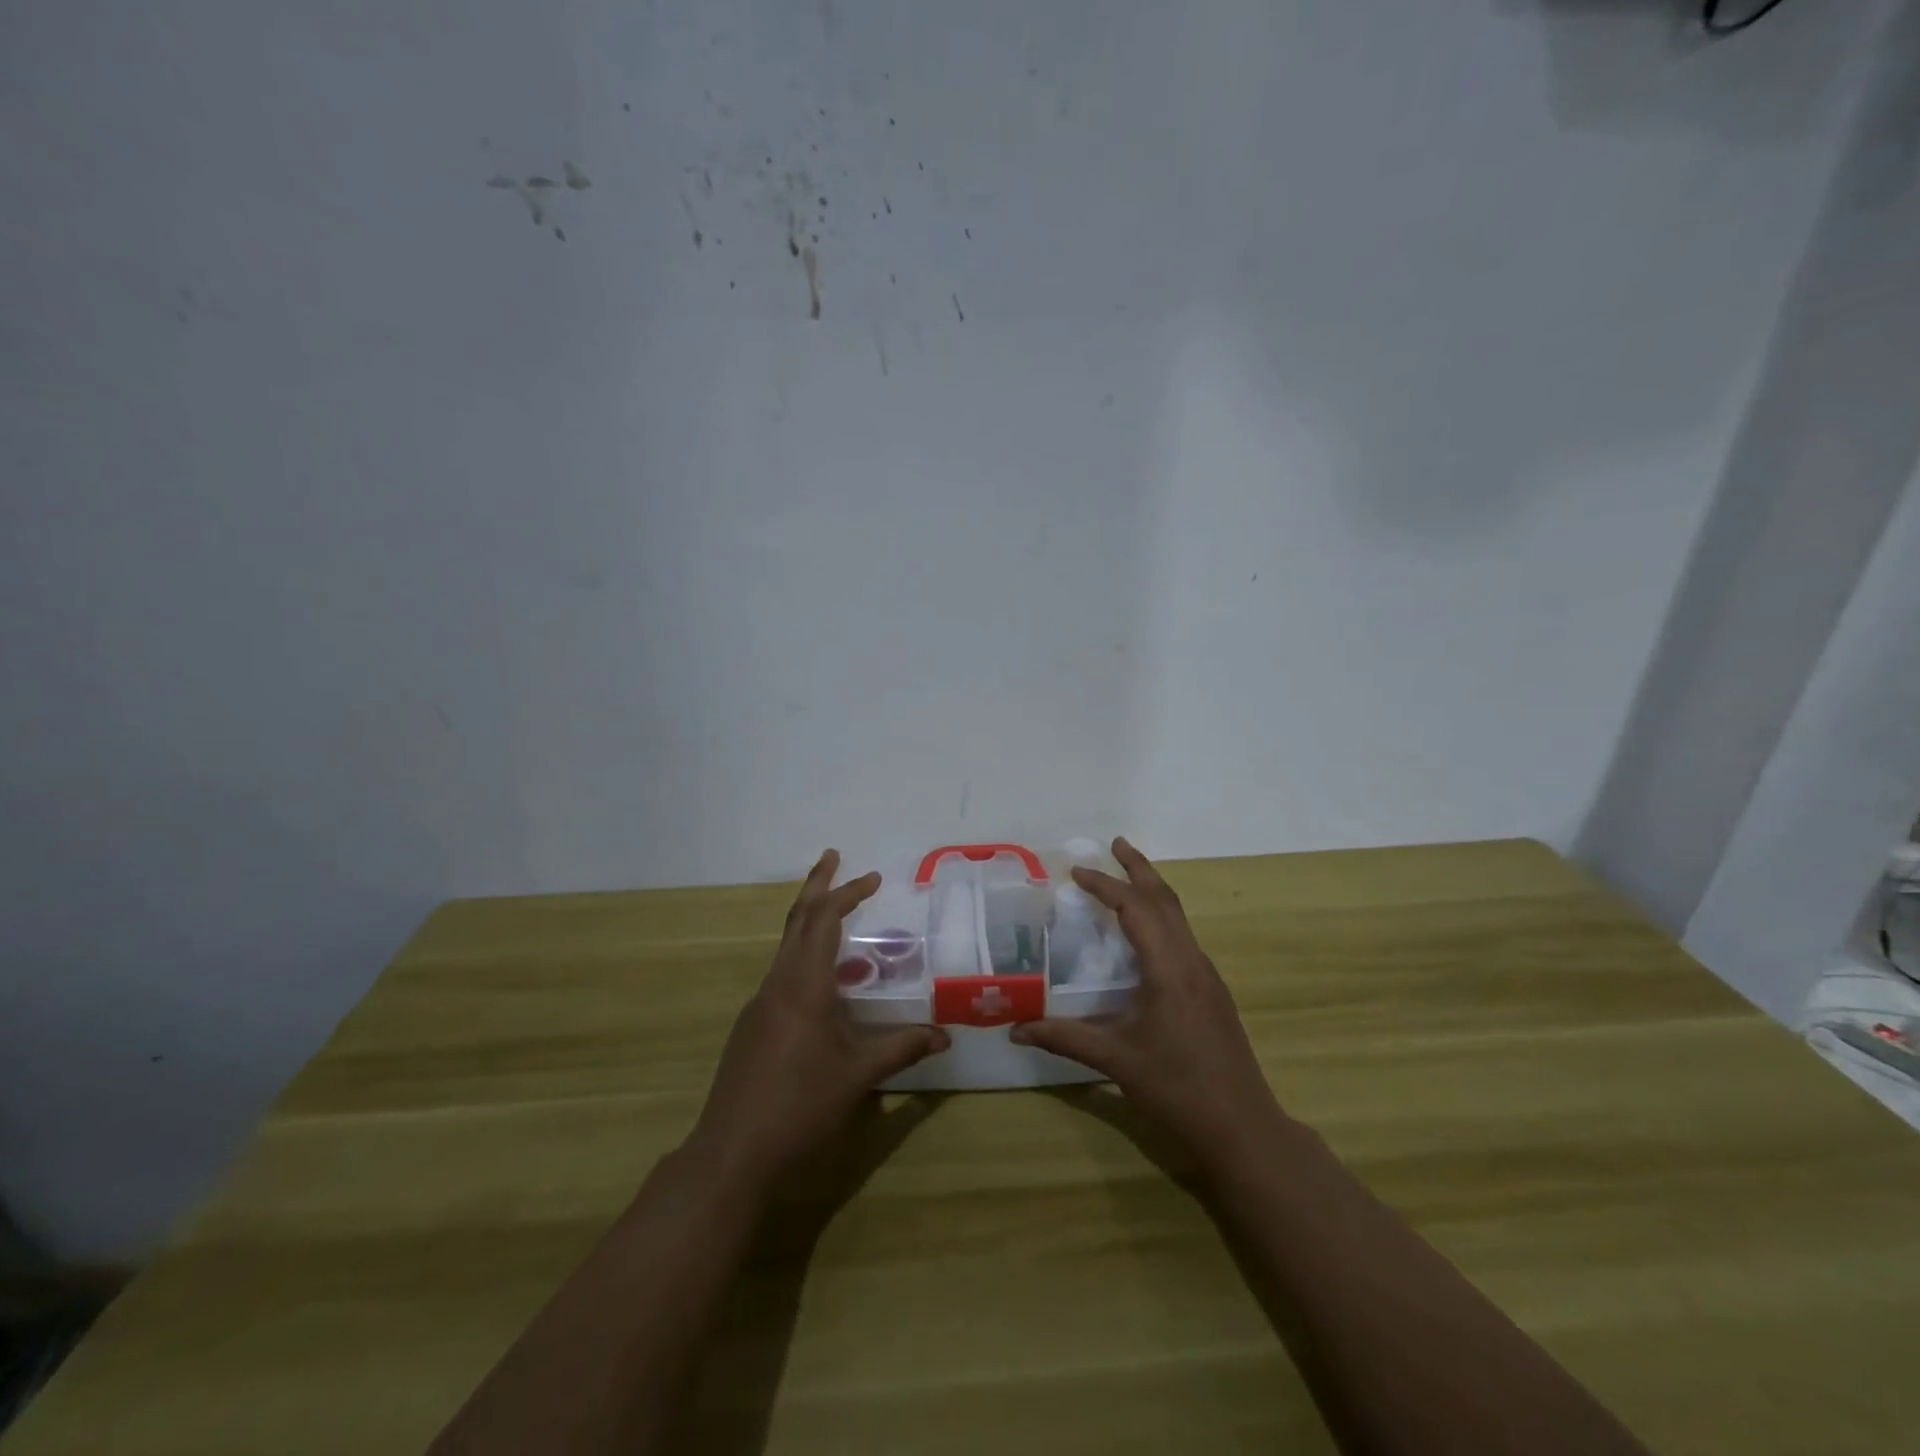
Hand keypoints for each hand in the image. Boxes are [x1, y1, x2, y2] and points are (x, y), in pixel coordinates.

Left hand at [686, 851, 949, 1189]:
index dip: (847, 893)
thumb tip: (945, 1035)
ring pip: (786, 948)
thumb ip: (901, 1049)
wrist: (731, 1154)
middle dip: (816, 886)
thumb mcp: (857, 1076)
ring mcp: (759, 1006)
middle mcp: (777, 985)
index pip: (823, 921)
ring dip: (810, 923)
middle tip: (833, 857)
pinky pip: (782, 976)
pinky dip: (805, 960)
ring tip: (840, 919)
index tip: (873, 878)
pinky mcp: (751, 1027)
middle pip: (796, 921)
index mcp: (802, 986)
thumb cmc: (799, 1107)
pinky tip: (825, 988)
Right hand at [1012, 838, 1282, 1172]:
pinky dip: (1161, 917)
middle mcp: (1192, 962)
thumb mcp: (1116, 1062)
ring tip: (1128, 875)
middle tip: (1115, 844)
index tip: (1075, 871)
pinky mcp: (1212, 992)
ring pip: (1179, 916)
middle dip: (1139, 868)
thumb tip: (1016, 1029)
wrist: (1244, 1128)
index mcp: (1169, 969)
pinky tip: (1146, 933)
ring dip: (1153, 890)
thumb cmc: (1178, 1090)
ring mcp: (1207, 976)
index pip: (1135, 908)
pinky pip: (1183, 936)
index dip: (1105, 885)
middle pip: (1166, 899)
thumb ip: (1065, 1039)